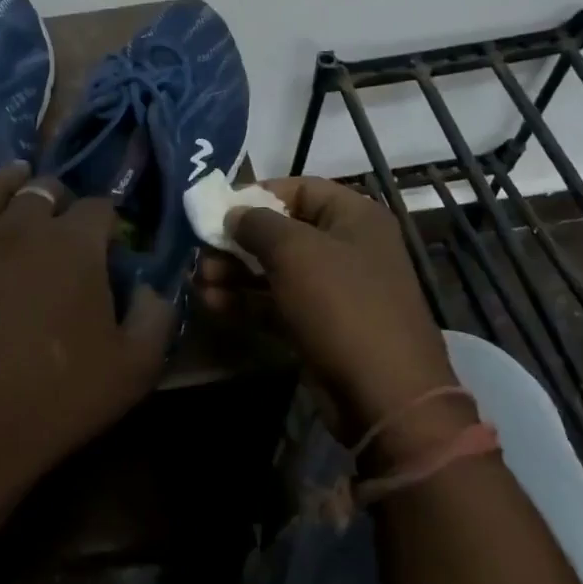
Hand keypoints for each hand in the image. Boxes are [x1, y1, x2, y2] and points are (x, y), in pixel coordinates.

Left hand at [0, 139, 174, 501]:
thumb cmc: (54, 399)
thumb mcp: (134, 367)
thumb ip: (157, 316)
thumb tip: (157, 284)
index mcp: (76, 244)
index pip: (101, 209)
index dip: (109, 222)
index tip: (112, 242)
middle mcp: (25, 224)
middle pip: (48, 191)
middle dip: (63, 201)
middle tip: (67, 225)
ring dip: (15, 178)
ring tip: (22, 176)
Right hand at [195, 177, 457, 432]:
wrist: (384, 395)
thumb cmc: (341, 304)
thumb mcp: (294, 251)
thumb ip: (256, 224)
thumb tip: (233, 213)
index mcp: (354, 216)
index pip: (299, 188)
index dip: (256, 194)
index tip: (218, 208)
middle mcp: (347, 247)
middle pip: (282, 231)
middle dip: (237, 241)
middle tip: (201, 251)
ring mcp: (334, 290)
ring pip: (276, 270)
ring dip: (235, 273)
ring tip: (198, 280)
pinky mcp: (320, 327)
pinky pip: (277, 303)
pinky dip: (246, 301)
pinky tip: (211, 303)